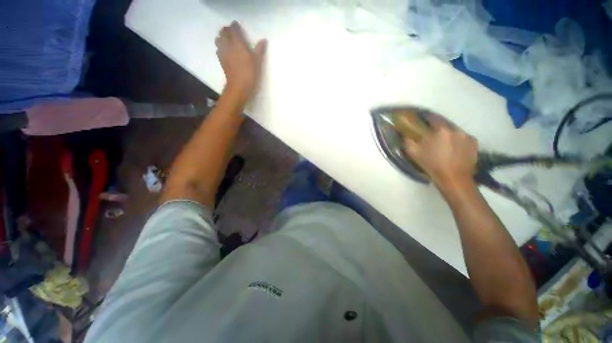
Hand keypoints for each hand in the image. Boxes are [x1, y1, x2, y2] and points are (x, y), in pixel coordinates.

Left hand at [215, 21, 266, 102]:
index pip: (233, 30)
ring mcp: (223, 53)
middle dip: (227, 30)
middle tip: (231, 31)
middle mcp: (228, 46)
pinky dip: (220, 46)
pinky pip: (218, 49)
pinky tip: (224, 50)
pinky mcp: (221, 61)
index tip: (237, 25)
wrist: (239, 87)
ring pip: (218, 40)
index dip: (235, 26)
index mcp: (238, 44)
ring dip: (221, 37)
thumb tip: (263, 40)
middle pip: (223, 33)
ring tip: (226, 39)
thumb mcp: (258, 62)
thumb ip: (259, 50)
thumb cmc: (250, 74)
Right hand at [403, 116, 477, 191]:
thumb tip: (405, 133)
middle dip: (437, 128)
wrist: (453, 178)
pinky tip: (454, 149)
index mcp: (440, 130)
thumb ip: (407, 140)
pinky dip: (458, 141)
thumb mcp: (413, 153)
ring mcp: (466, 135)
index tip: (422, 122)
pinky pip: (463, 137)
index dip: (426, 118)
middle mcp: (455, 129)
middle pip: (444, 124)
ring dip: (448, 134)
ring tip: (444, 144)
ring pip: (454, 131)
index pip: (432, 117)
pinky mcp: (474, 142)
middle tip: (432, 136)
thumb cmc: (431, 164)